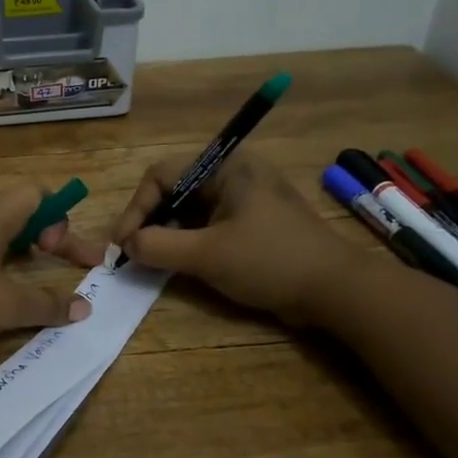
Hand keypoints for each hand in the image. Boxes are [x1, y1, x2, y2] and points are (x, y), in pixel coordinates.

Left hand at [0, 185, 104, 351]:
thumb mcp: (5, 306)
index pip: (36, 193)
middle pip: (15, 207)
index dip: (58, 218)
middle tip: (52, 258)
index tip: (56, 252)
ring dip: (13, 245)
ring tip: (21, 273)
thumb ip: (47, 305)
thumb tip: (84, 308)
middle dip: (41, 232)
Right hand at [110, 151, 370, 325]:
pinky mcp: (251, 223)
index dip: (135, 208)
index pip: (161, 175)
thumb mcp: (207, 255)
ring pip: (189, 209)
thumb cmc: (270, 261)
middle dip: (149, 221)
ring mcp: (244, 199)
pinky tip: (176, 263)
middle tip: (131, 253)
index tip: (122, 244)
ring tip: (149, 260)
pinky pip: (207, 224)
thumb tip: (126, 245)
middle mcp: (233, 174)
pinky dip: (187, 241)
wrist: (335, 290)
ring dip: (166, 233)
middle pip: (173, 189)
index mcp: (225, 167)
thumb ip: (158, 247)